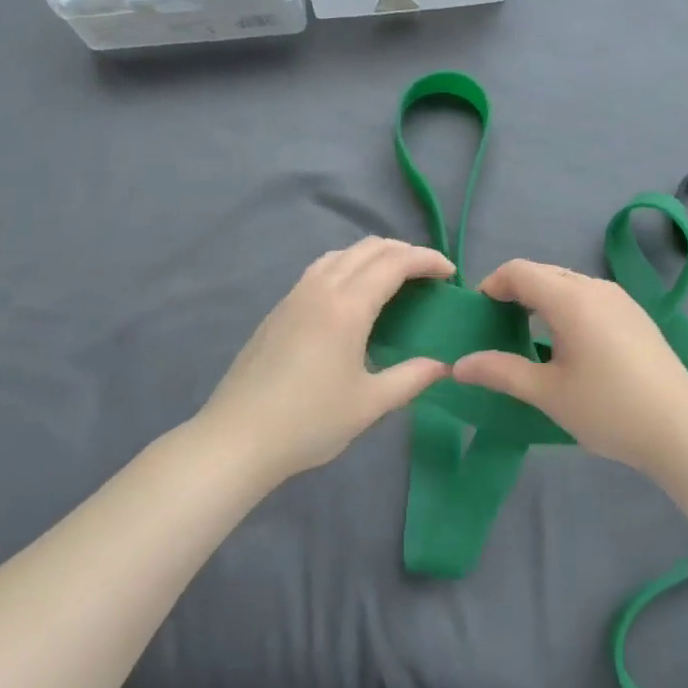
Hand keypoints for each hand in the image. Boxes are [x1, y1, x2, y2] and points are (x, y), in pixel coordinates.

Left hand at [194, 237, 454, 478]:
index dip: (427, 260)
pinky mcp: (279, 309)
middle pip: (369, 248)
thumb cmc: (309, 422)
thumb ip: (412, 378)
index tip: (450, 274)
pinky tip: (354, 298)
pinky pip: (322, 269)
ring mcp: (295, 295)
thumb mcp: (370, 404)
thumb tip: (444, 365)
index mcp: (347, 306)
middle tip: (429, 275)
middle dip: (405, 252)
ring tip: (395, 280)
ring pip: (342, 254)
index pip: (395, 262)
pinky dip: (349, 267)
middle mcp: (321, 288)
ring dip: (375, 256)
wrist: (236, 439)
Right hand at [450, 259, 687, 472]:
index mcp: (571, 299)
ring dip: (542, 299)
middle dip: (515, 292)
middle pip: (544, 273)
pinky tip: (568, 344)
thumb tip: (457, 365)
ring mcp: (621, 299)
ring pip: (569, 284)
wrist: (680, 430)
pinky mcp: (637, 315)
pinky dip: (568, 307)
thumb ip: (500, 372)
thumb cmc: (608, 409)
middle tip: (497, 327)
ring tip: (528, 336)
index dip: (492, 285)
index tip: (478, 314)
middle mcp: (596, 287)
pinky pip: (591, 297)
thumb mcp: (547, 393)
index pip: (519, 271)